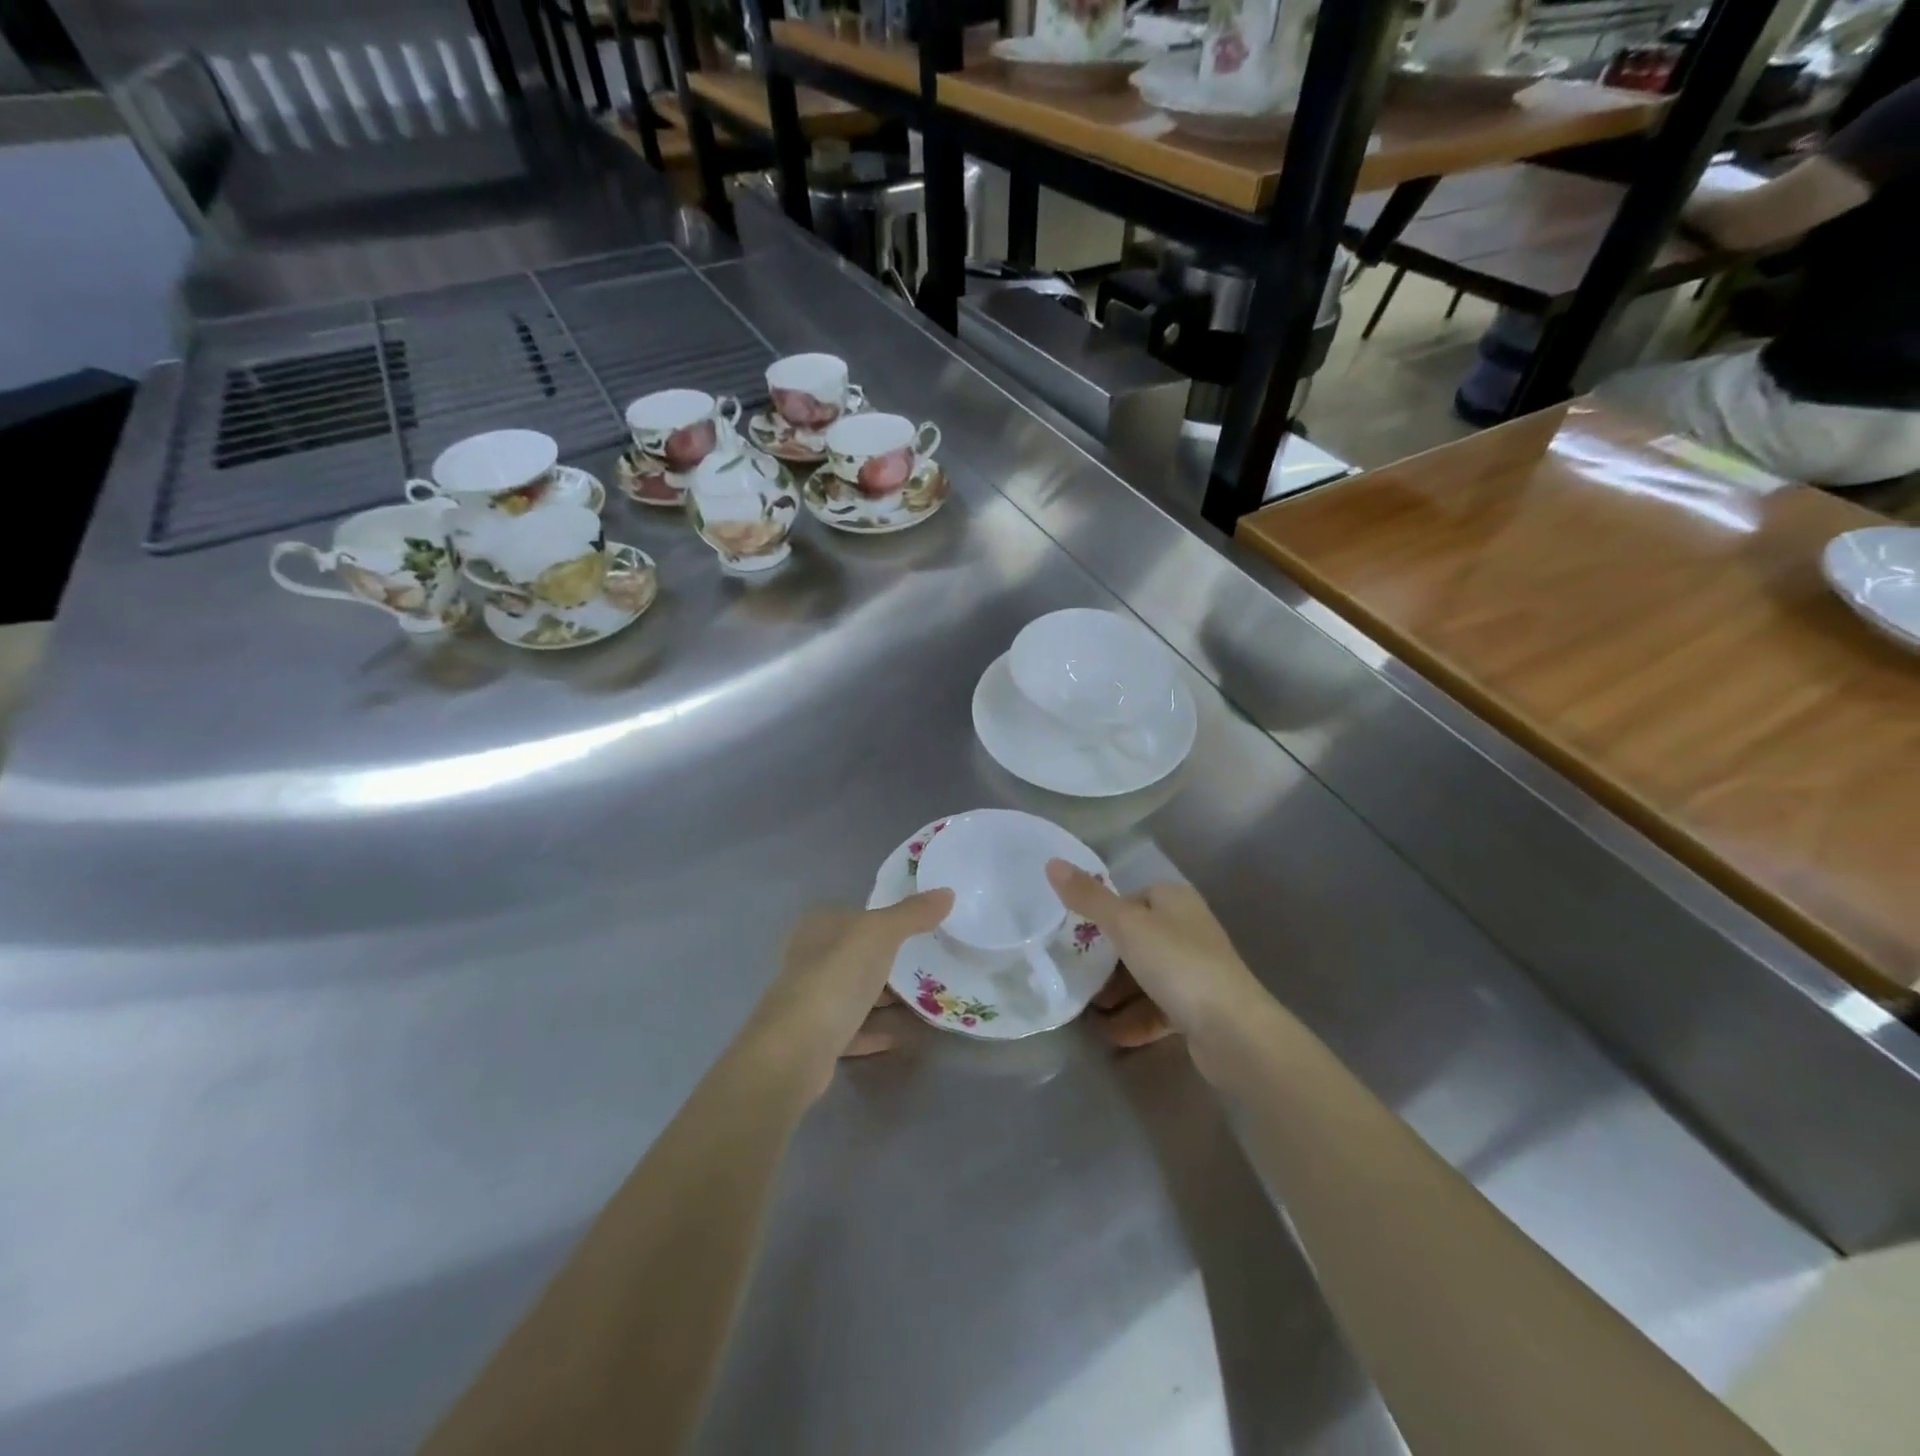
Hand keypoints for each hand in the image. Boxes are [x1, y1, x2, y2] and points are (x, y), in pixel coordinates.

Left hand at [752, 891, 951, 1082]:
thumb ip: (913, 913)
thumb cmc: (837, 977)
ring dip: (887, 998)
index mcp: (820, 927)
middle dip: (892, 960)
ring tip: (929, 999)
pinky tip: (906, 1033)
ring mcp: (812, 1000)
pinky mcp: (817, 1038)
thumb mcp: (880, 933)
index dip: (889, 920)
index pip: (859, 916)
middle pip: (859, 955)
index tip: (925, 929)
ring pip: (858, 993)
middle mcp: (810, 958)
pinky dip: (879, 1029)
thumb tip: (947, 892)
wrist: (797, 1050)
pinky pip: (856, 1028)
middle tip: (933, 965)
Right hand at [1045, 862, 1262, 1040]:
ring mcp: (1196, 970)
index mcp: (1175, 900)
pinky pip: (1158, 1009)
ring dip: (1117, 995)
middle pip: (1136, 940)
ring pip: (1146, 977)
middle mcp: (1188, 929)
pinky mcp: (1199, 1009)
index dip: (1104, 915)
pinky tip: (1111, 1035)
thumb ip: (1088, 898)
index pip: (1132, 898)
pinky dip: (1134, 1020)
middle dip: (1105, 961)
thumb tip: (1052, 862)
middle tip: (1074, 976)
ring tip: (1087, 1012)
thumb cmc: (1177, 963)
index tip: (1075, 936)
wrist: (1233, 1030)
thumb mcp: (1125, 925)